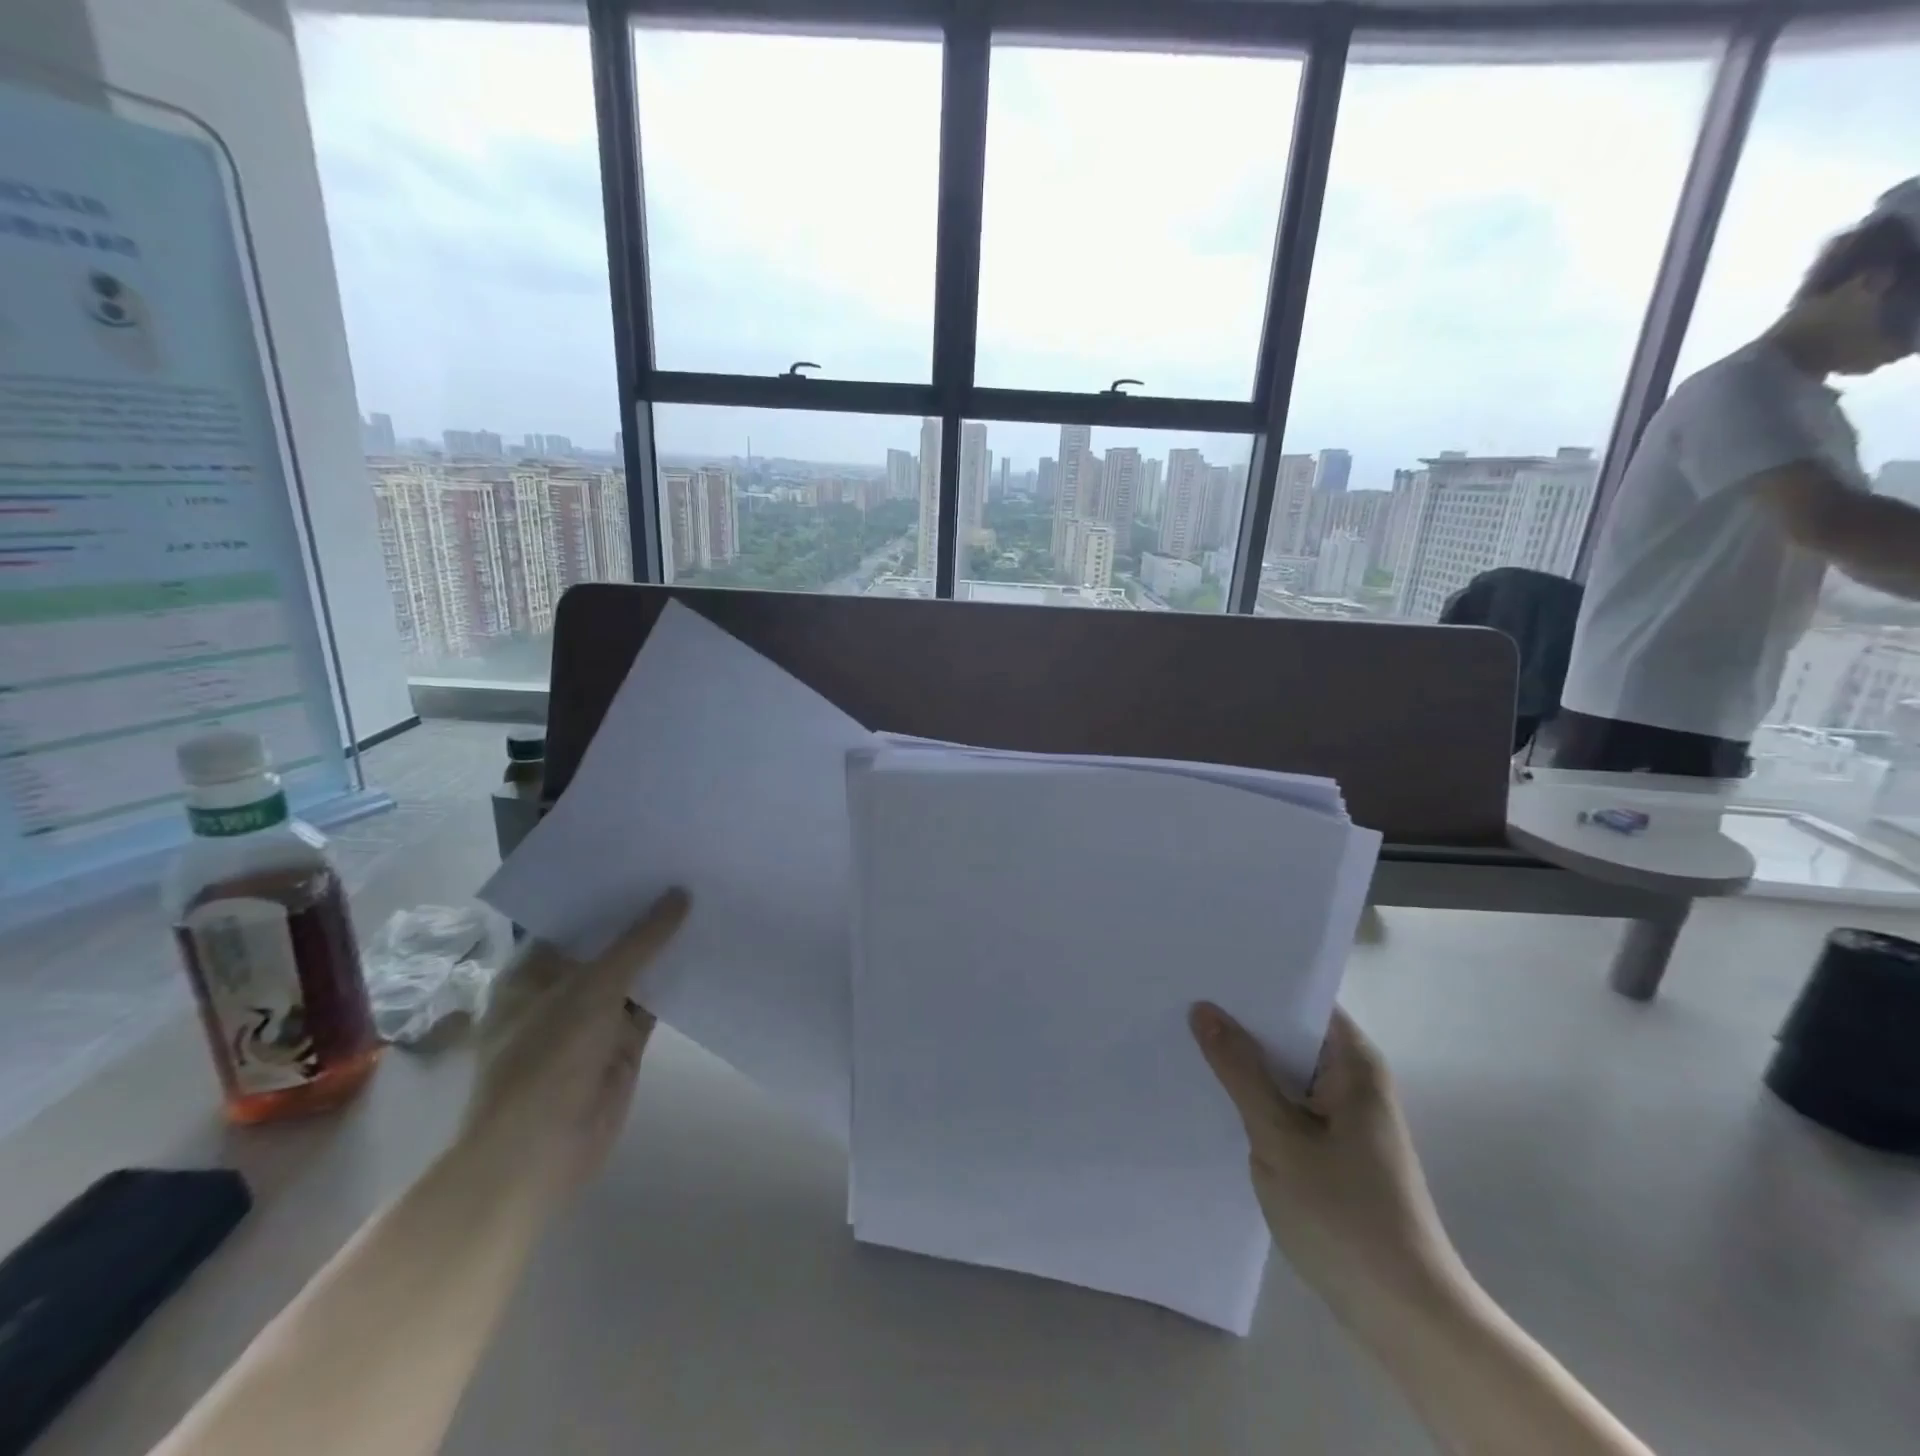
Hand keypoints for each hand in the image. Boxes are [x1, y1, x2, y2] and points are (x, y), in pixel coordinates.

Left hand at [458, 889, 690, 1205]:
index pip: (575, 917)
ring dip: (663, 949)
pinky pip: (652, 1002)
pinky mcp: (623, 1042)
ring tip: (705, 902)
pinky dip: (674, 982)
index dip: (611, 892)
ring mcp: (594, 1017)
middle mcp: (562, 987)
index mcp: (533, 970)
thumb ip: (640, 941)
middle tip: (688, 873)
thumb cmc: (546, 1060)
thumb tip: (680, 894)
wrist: (539, 1154)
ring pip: (635, 973)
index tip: (651, 860)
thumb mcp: (592, 988)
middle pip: (609, 944)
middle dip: (644, 917)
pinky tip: (706, 951)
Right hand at [1190, 1002, 1460, 1322]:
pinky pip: (1288, 1100)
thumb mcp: (1280, 1137)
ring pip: (1285, 1069)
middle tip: (1181, 998)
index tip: (1204, 968)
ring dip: (1245, 1059)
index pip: (1300, 997)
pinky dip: (1256, 1093)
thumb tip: (1204, 1009)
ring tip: (1185, 1036)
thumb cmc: (1345, 1217)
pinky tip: (1213, 1092)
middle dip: (1240, 1018)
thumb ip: (1240, 1070)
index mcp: (1353, 1062)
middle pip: (1290, 1030)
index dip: (1254, 981)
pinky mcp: (1334, 1146)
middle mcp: (1353, 1078)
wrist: (1406, 1318)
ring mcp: (1345, 1114)